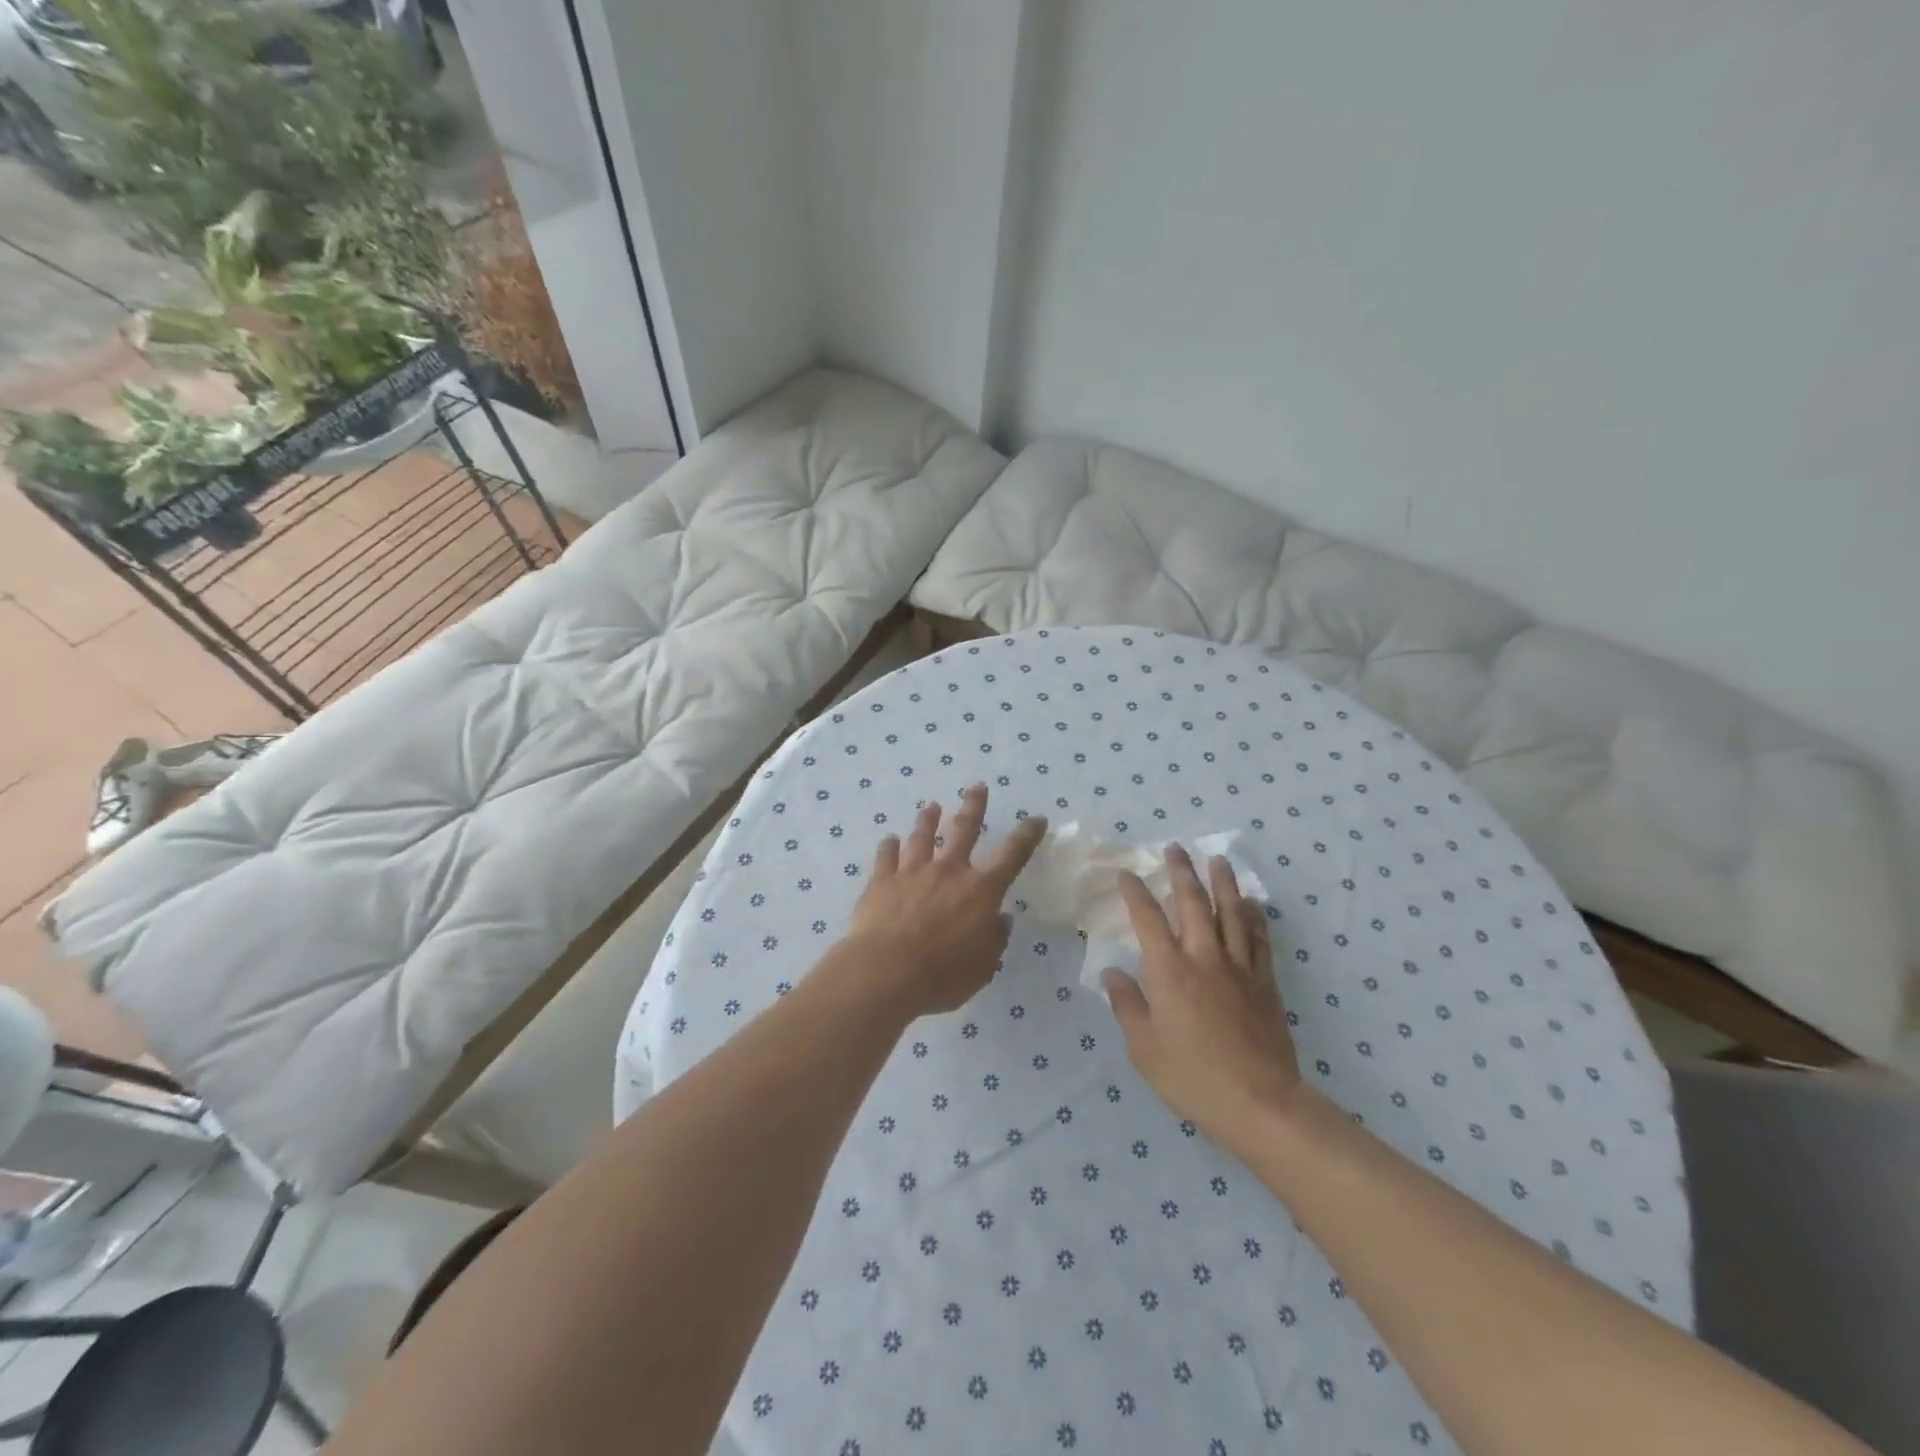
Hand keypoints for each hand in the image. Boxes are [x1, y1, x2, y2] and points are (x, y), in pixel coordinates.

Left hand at [839, 785, 1046, 1017]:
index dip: (1027, 836)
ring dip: (927, 820)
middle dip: (973, 806)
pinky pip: (886, 856)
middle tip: (977, 786)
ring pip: (921, 837)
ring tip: (930, 806)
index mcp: (980, 891)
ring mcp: (912, 872)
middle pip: (964, 829)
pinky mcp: (881, 881)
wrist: (885, 971)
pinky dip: (888, 847)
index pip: (1011, 856)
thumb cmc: (942, 975)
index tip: (1036, 819)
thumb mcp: (982, 967)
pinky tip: (888, 840)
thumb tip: (1001, 919)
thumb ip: (994, 940)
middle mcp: (948, 871)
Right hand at [1103, 846, 1303, 1148]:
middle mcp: (1204, 957)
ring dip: (1223, 883)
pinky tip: (1253, 904)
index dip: (1136, 892)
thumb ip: (1127, 1005)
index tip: (1127, 873)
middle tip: (1175, 849)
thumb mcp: (1144, 1047)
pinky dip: (1255, 917)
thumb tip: (1113, 972)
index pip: (1148, 919)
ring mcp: (1239, 968)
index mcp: (1169, 970)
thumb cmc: (1192, 1077)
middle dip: (1181, 873)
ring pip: (1232, 913)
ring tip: (1218, 860)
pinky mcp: (1265, 983)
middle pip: (1193, 904)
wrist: (1260, 1103)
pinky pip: (1260, 940)